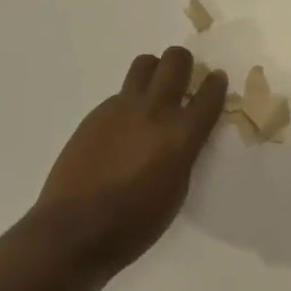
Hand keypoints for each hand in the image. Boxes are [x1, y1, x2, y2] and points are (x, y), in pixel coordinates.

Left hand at [34, 47, 227, 271]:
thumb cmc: (134, 224)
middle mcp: (154, 110)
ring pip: (144, 64)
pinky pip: (120, 93)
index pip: (209, 94)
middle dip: (184, 63)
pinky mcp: (96, 113)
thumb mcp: (176, 192)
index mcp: (181, 134)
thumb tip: (181, 136)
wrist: (74, 229)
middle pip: (175, 60)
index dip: (216, 83)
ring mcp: (122, 108)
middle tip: (184, 80)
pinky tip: (123, 129)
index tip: (216, 80)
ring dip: (155, 71)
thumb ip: (183, 154)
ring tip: (153, 93)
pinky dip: (129, 102)